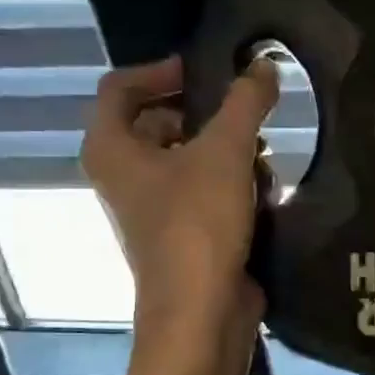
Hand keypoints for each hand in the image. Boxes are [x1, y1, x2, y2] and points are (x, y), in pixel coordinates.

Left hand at [81, 55, 277, 337]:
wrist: (202, 309)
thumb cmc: (198, 222)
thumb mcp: (226, 151)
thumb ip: (245, 102)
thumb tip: (264, 64)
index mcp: (111, 148)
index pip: (120, 86)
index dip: (162, 70)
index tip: (207, 71)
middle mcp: (122, 174)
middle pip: (158, 121)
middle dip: (205, 113)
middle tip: (244, 110)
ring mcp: (150, 206)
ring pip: (185, 157)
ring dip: (224, 149)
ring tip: (261, 152)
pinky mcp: (179, 231)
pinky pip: (200, 189)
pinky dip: (228, 182)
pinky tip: (262, 189)